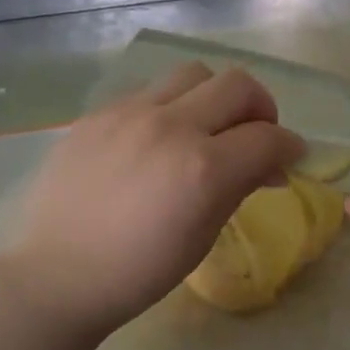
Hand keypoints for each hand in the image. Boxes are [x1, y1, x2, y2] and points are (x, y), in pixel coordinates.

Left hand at [0, 62, 304, 337]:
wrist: (57, 275)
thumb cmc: (139, 272)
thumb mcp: (202, 237)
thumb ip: (240, 188)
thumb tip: (270, 166)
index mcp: (203, 168)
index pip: (268, 137)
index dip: (290, 145)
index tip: (291, 156)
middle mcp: (170, 126)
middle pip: (237, 85)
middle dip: (261, 107)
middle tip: (256, 134)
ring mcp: (129, 113)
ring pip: (193, 73)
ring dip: (214, 96)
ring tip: (206, 127)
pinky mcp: (98, 113)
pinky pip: (149, 90)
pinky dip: (171, 106)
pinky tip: (158, 138)